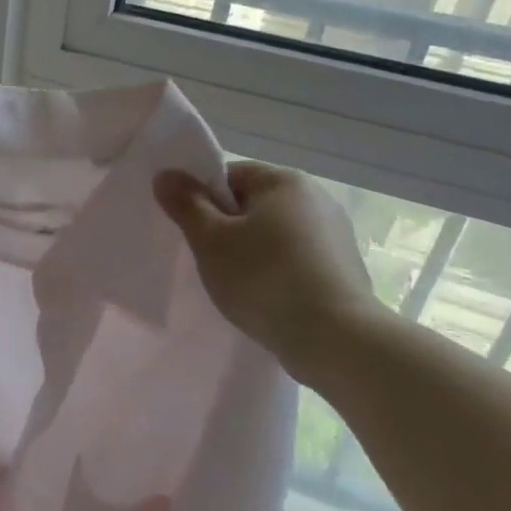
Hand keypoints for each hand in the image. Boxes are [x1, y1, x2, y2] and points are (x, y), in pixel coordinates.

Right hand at [154, 160, 378, 383]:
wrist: (333, 337)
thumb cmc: (263, 279)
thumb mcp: (211, 241)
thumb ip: (186, 204)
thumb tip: (165, 174)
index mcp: (285, 181)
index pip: (231, 175)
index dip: (204, 200)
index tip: (194, 232)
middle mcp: (318, 198)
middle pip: (254, 204)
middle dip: (228, 229)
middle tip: (210, 261)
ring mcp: (336, 234)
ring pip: (276, 235)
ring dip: (254, 253)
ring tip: (238, 285)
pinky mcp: (344, 268)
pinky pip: (298, 260)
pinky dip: (278, 273)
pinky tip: (268, 299)